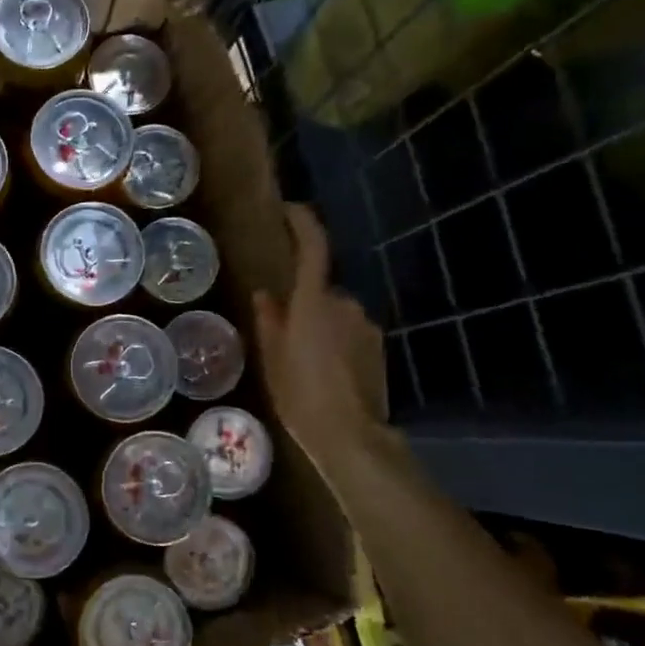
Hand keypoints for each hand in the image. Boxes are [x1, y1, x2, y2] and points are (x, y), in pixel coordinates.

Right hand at [253, 205, 387, 469]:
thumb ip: (269, 320)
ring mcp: (366, 325)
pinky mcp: (378, 346)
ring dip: (321, 324)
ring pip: (336, 312)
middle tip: (283, 331)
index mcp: (313, 301)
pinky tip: (325, 372)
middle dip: (304, 301)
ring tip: (304, 360)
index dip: (303, 222)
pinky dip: (337, 342)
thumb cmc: (300, 393)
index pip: (313, 247)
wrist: (350, 434)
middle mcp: (345, 303)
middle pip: (321, 288)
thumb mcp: (273, 357)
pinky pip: (351, 331)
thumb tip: (266, 294)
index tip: (289, 211)